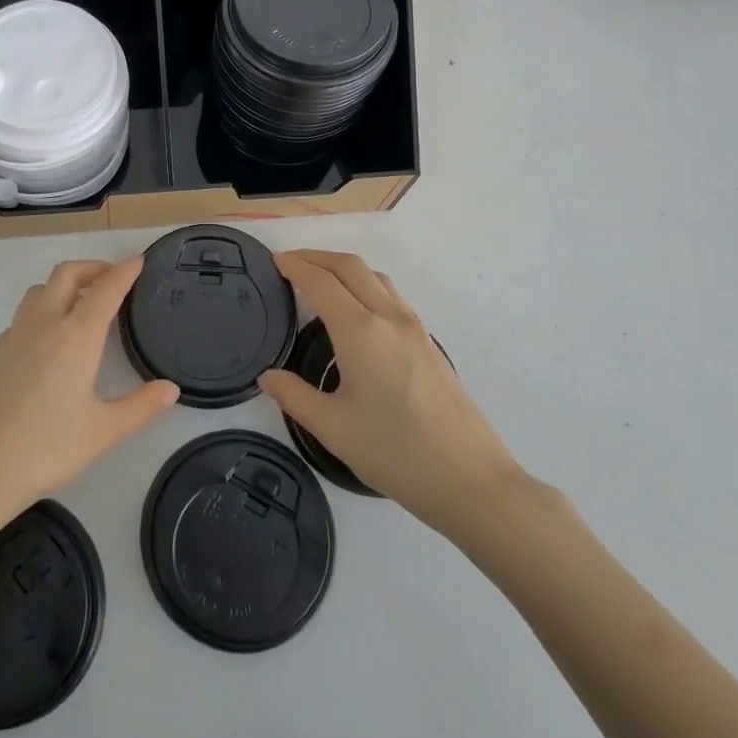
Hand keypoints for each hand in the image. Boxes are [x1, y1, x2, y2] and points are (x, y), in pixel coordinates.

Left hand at [0, 257, 178, 525]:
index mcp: (75, 336)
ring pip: (40, 290)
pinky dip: (42, 310)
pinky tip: (48, 340)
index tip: (138, 260)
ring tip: (81, 304)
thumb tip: (171, 389)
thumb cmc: (45, 449)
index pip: (105, 289)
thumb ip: (140, 407)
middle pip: (67, 274)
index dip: (124, 271)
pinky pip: (23, 315)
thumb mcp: (102, 432)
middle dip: (92, 268)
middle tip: (112, 279)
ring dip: (63, 285)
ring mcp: (14, 336)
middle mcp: (44, 324)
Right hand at [260, 250, 523, 537]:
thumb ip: (294, 396)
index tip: (274, 260)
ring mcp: (414, 328)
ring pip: (375, 277)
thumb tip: (268, 377)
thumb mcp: (333, 428)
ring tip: (320, 280)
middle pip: (350, 267)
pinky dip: (365, 285)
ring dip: (344, 268)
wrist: (470, 479)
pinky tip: (357, 310)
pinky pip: (391, 295)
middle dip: (317, 257)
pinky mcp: (428, 343)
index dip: (295, 266)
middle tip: (290, 262)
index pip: (321, 282)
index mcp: (360, 331)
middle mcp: (388, 317)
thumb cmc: (395, 452)